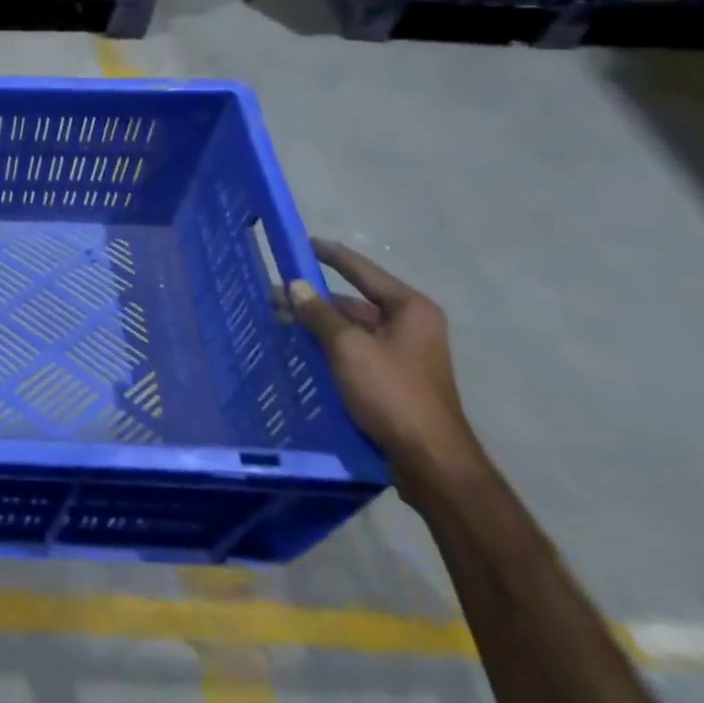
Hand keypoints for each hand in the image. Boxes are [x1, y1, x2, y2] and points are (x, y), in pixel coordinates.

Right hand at [288, 240, 485, 504]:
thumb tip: (295, 285)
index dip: (330, 255)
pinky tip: (301, 348)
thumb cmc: (392, 393)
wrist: (429, 459)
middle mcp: (410, 324)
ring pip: (352, 327)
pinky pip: (355, 350)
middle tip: (274, 296)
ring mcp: (403, 353)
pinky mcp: (393, 377)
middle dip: (314, 298)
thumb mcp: (348, 348)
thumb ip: (319, 313)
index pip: (361, 270)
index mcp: (409, 308)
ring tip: (280, 322)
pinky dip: (328, 345)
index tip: (301, 243)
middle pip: (354, 301)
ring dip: (318, 324)